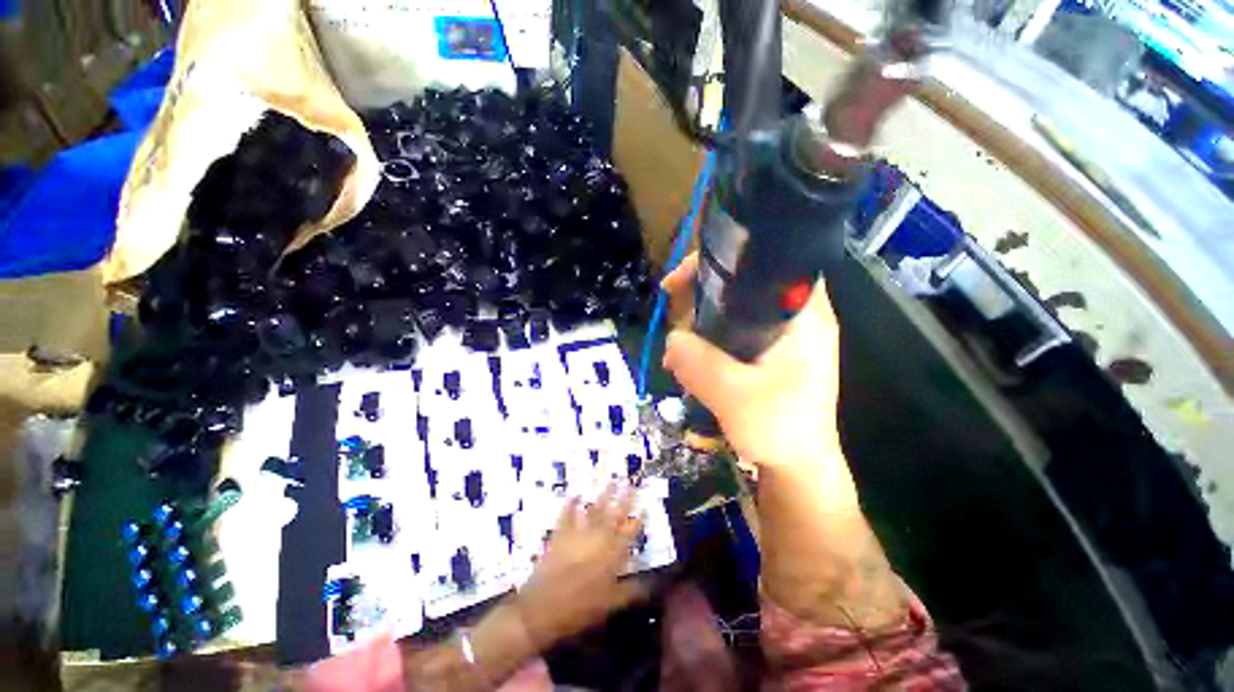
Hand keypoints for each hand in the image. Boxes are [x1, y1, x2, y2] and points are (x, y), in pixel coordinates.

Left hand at [515, 484, 645, 646]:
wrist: (543, 607)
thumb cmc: (581, 608)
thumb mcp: (611, 604)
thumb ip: (632, 591)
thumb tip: (653, 585)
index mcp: (613, 553)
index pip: (630, 531)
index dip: (639, 517)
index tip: (646, 503)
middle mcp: (599, 538)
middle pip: (615, 513)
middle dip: (624, 497)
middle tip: (630, 480)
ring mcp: (580, 533)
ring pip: (595, 509)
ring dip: (604, 494)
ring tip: (611, 480)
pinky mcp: (562, 533)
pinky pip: (568, 514)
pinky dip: (572, 503)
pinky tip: (576, 494)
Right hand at [661, 254, 844, 476]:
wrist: (798, 468)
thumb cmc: (779, 430)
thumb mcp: (733, 395)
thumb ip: (699, 363)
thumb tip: (671, 339)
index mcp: (803, 316)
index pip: (769, 260)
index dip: (725, 259)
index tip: (686, 278)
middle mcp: (797, 317)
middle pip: (746, 281)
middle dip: (705, 291)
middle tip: (674, 307)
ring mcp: (783, 336)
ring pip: (736, 307)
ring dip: (703, 317)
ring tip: (679, 341)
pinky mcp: (770, 354)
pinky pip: (734, 331)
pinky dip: (710, 336)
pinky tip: (691, 355)